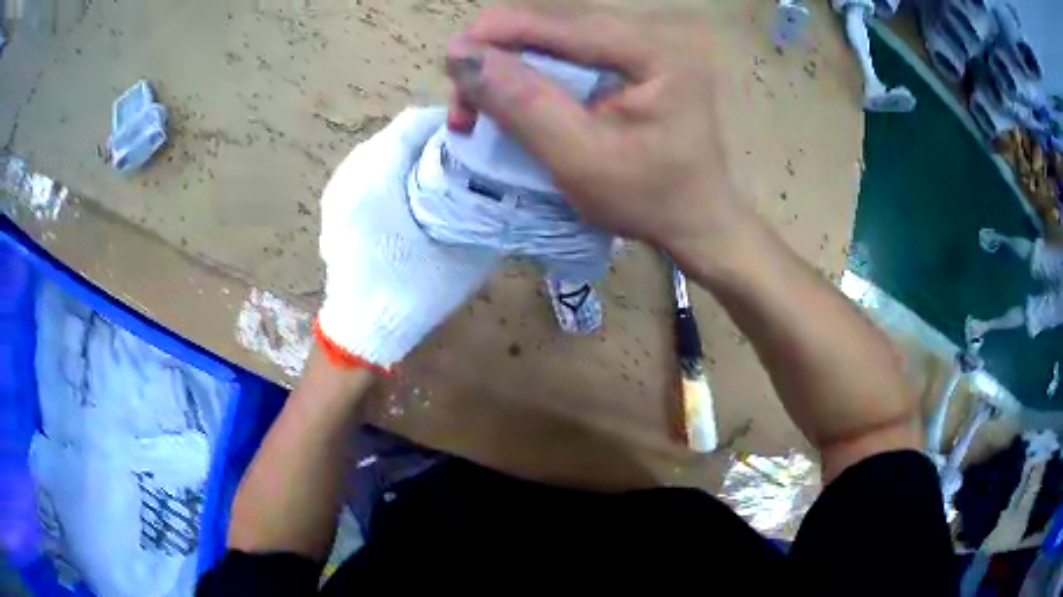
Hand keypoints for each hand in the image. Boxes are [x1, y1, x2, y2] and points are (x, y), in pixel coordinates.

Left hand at [317, 108, 499, 369]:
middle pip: (395, 134)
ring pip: (378, 150)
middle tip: (461, 158)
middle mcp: (352, 173)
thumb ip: (481, 210)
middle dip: (429, 139)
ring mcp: (337, 189)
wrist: (363, 329)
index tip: (474, 136)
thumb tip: (499, 184)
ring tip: (437, 175)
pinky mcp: (334, 205)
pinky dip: (389, 171)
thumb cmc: (411, 291)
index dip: (447, 122)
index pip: (413, 123)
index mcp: (377, 177)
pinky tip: (407, 194)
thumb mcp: (462, 252)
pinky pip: (365, 170)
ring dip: (408, 155)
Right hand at [445, 4, 754, 266]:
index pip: (563, 25)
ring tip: (481, 105)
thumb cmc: (650, 201)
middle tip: (466, 102)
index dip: (499, 33)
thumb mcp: (581, 159)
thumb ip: (523, 104)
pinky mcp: (637, 64)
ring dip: (513, 67)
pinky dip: (536, 76)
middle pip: (557, 26)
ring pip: (559, 40)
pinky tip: (516, 99)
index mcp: (656, 52)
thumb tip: (462, 56)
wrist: (699, 222)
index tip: (451, 60)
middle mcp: (654, 36)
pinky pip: (573, 57)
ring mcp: (646, 48)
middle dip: (502, 56)